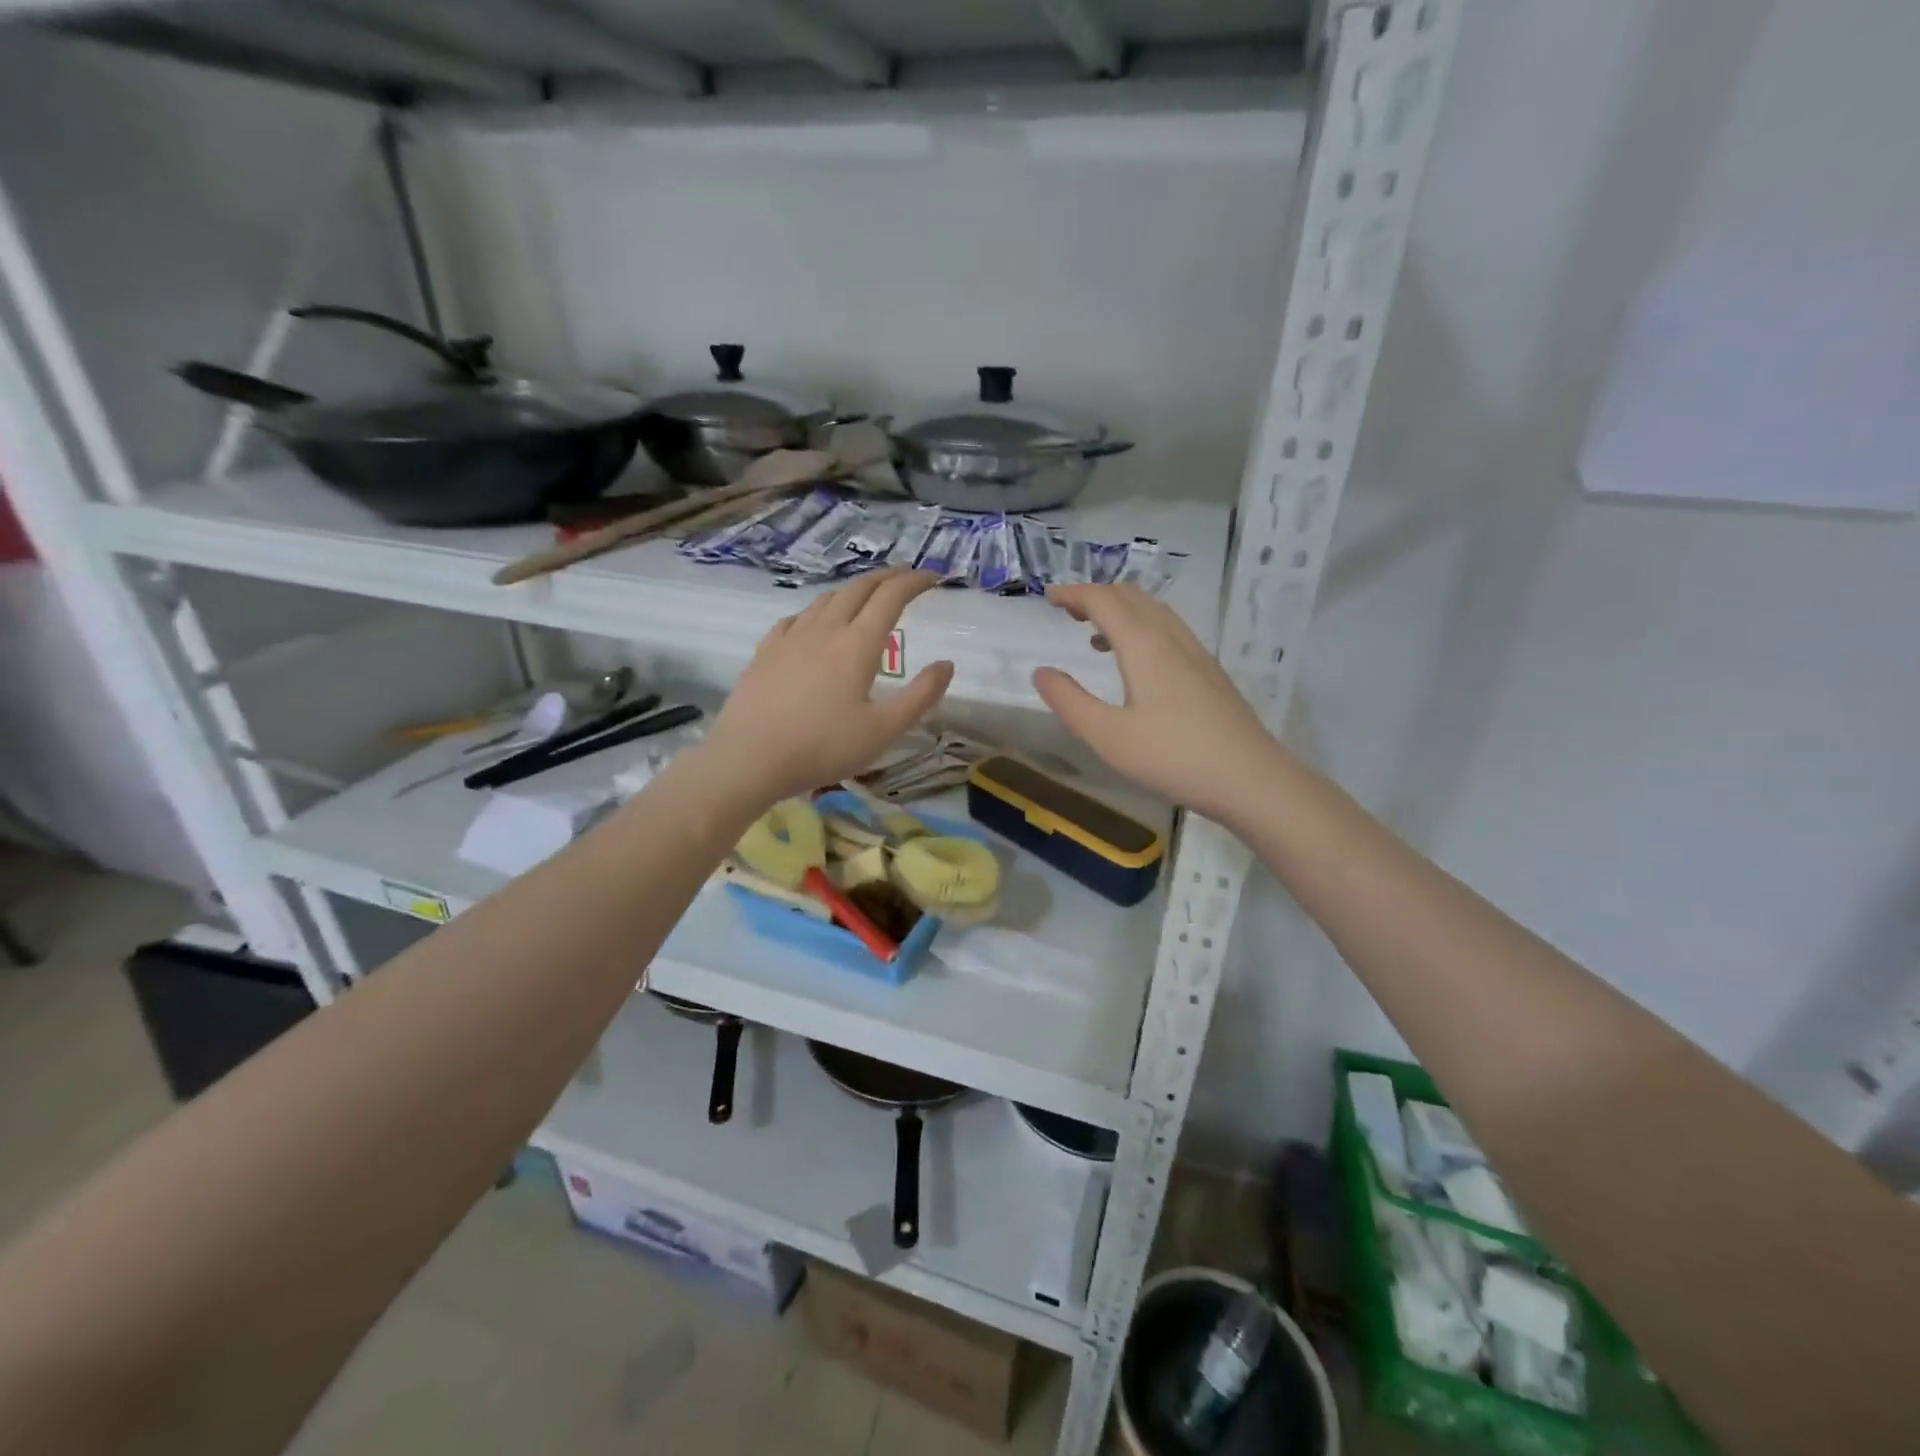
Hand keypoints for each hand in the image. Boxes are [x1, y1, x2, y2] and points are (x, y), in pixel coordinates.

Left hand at [705, 569, 953, 803]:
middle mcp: (825, 630)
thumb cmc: (822, 747)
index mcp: (857, 645)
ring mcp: (790, 637)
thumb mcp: (883, 730)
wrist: (749, 758)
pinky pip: (795, 618)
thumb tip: (947, 664)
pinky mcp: (765, 651)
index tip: (933, 577)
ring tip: (865, 596)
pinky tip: (814, 623)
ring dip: (852, 590)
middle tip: (905, 578)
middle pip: (858, 589)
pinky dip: (816, 611)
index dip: (914, 582)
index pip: (891, 597)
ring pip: (825, 599)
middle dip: (886, 578)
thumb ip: (921, 696)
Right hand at [1033, 584, 1277, 820]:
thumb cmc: (1172, 756)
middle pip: (1130, 596)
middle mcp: (1170, 636)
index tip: (1048, 597)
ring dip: (1119, 610)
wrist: (1250, 778)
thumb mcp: (1108, 736)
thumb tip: (1042, 672)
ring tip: (1093, 633)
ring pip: (1152, 610)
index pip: (1103, 600)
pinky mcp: (1208, 670)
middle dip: (1095, 595)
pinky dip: (1140, 626)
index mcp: (1143, 644)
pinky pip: (1167, 629)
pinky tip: (1134, 661)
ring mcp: (1195, 651)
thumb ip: (1069, 701)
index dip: (1073, 593)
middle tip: (1067, 611)